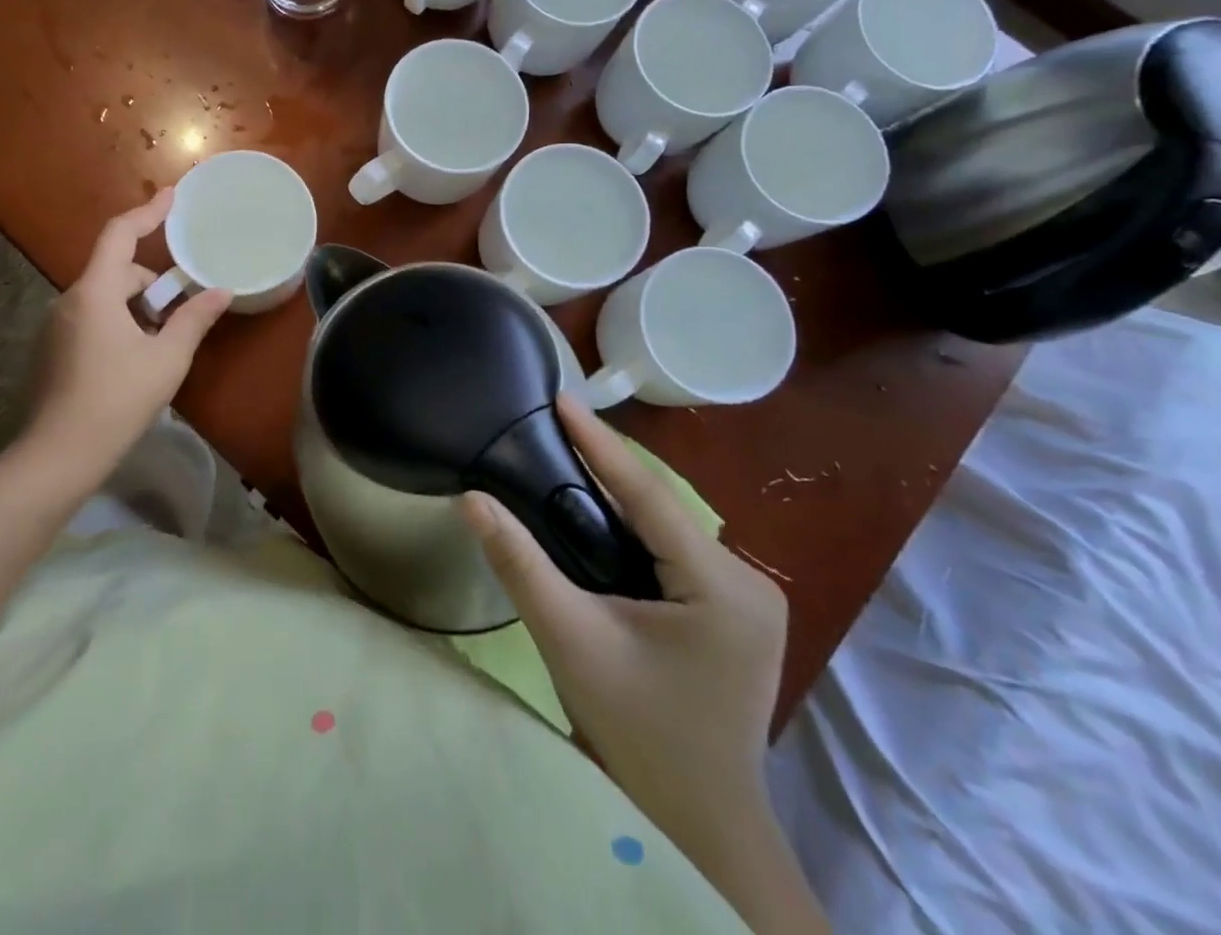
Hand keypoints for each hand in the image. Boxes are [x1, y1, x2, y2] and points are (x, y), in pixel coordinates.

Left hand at [27, 189, 230, 473]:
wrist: (59, 455)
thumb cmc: (118, 399)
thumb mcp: (167, 358)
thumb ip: (194, 319)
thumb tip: (222, 291)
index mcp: (95, 292)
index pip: (120, 234)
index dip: (148, 212)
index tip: (172, 196)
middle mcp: (69, 300)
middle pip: (117, 272)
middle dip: (152, 285)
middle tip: (180, 315)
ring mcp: (56, 326)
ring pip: (104, 298)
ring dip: (135, 308)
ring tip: (160, 344)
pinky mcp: (52, 350)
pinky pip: (91, 319)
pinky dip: (117, 324)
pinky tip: (133, 361)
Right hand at [462, 396, 787, 859]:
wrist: (696, 823)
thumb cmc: (637, 732)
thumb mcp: (570, 639)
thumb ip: (520, 563)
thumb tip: (472, 499)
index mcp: (723, 586)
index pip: (648, 494)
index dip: (600, 442)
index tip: (563, 397)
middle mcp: (748, 581)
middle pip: (660, 509)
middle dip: (605, 468)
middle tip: (552, 427)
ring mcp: (748, 599)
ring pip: (666, 528)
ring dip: (617, 499)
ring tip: (564, 460)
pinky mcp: (736, 613)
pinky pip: (673, 552)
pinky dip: (632, 531)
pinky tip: (597, 520)